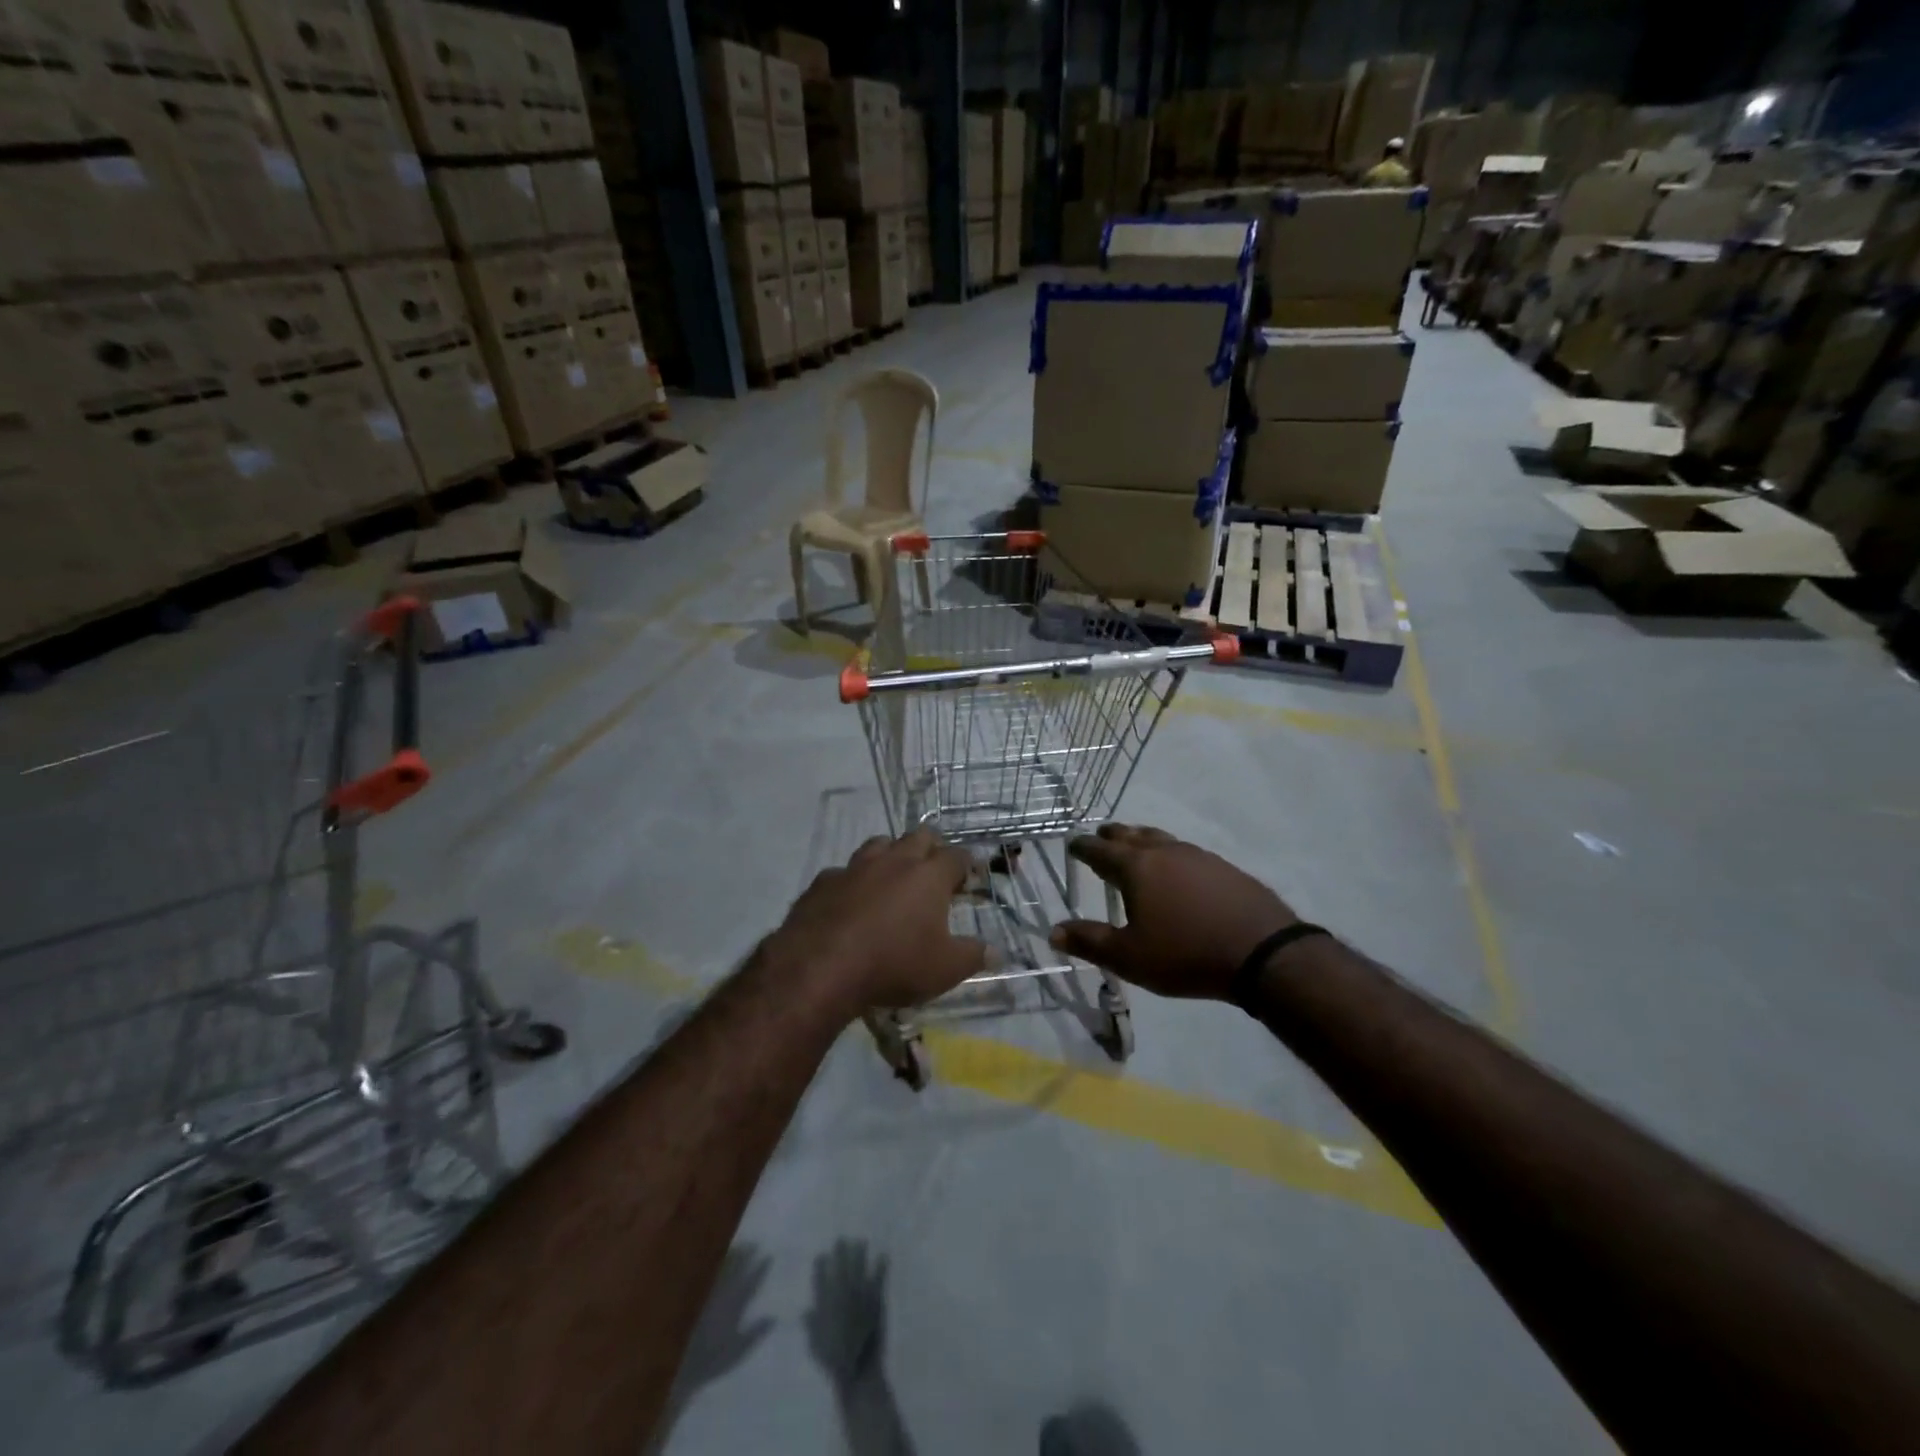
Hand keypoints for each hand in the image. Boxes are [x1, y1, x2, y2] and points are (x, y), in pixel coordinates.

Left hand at [768, 830, 988, 1016]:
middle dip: (931, 847)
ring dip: (891, 854)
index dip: (967, 864)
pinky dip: (853, 881)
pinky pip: (844, 872)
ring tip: (894, 875)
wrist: (821, 966)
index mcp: (929, 875)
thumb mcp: (945, 969)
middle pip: (919, 837)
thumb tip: (996, 952)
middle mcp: (894, 861)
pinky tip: (851, 899)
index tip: (970, 876)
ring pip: (879, 844)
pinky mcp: (823, 881)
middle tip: (935, 868)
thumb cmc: (894, 963)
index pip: (956, 856)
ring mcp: (855, 867)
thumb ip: (973, 956)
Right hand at [1050, 824, 1297, 1000]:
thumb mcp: (1130, 957)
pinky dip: (1169, 853)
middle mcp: (1164, 851)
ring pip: (1160, 838)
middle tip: (1101, 838)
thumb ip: (1090, 941)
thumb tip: (1054, 931)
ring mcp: (1197, 856)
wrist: (1263, 952)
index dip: (1083, 847)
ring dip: (1141, 839)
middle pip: (1131, 835)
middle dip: (1112, 836)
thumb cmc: (1186, 954)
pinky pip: (1185, 851)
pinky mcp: (1224, 867)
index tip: (1073, 845)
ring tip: (1135, 846)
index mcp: (1136, 867)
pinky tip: (1177, 869)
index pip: (1100, 850)